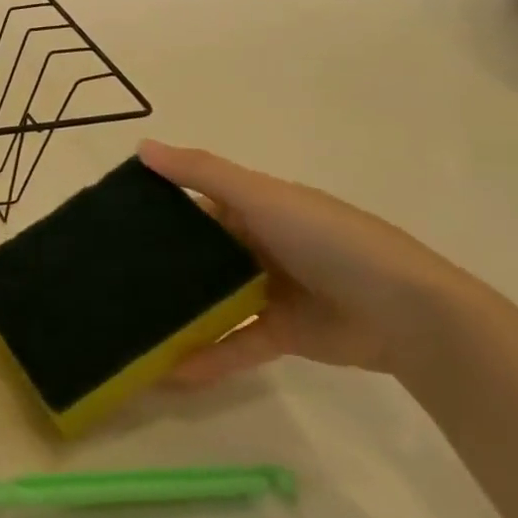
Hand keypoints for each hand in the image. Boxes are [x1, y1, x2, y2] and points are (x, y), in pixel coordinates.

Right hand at [138, 140, 487, 384]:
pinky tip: (170, 371)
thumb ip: (203, 173)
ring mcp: (271, 291)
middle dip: (161, 265)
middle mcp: (261, 244)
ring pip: (213, 301)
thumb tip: (141, 146)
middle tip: (108, 278)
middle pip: (201, 254)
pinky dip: (208, 356)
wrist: (409, 313)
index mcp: (258, 207)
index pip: (198, 203)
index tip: (109, 223)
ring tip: (129, 325)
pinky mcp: (282, 333)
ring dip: (179, 314)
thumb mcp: (264, 197)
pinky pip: (236, 343)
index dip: (158, 209)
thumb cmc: (331, 241)